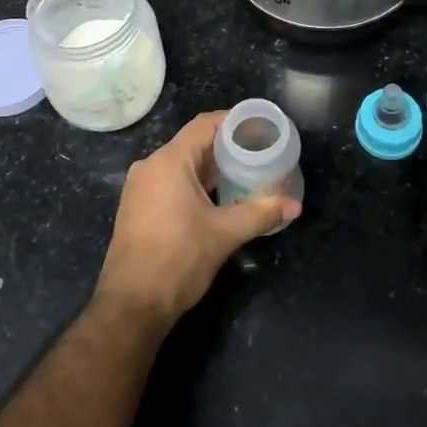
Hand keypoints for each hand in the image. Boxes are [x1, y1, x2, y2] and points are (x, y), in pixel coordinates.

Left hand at [95, 110, 298, 325]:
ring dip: (211, 166)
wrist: (132, 305)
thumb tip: (294, 205)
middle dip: (226, 146)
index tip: (260, 125)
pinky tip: (217, 196)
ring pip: (182, 164)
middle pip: (193, 143)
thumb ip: (260, 213)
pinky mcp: (137, 206)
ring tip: (244, 172)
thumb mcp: (224, 234)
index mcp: (168, 161)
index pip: (204, 125)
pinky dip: (195, 181)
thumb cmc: (178, 259)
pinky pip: (170, 181)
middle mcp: (150, 166)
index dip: (233, 121)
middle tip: (259, 151)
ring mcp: (140, 187)